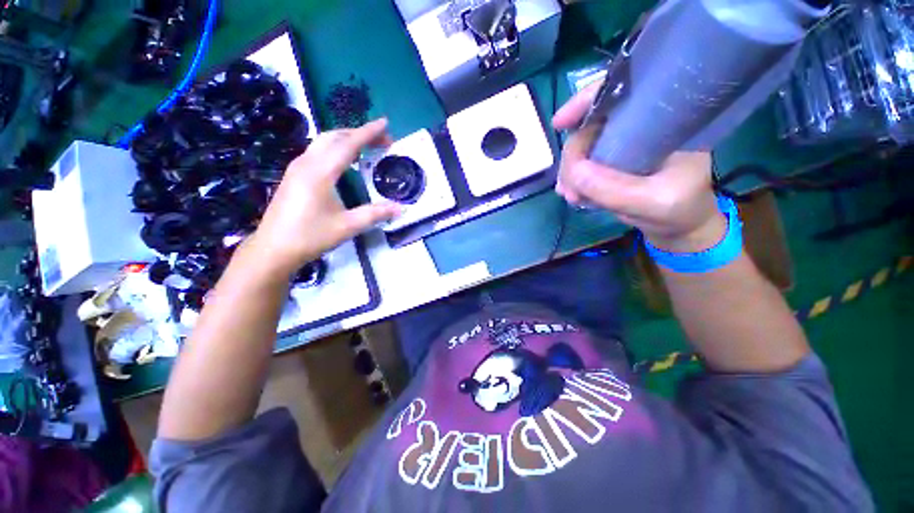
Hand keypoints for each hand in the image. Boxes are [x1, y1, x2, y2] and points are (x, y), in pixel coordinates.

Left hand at [248, 119, 400, 277]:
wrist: (274, 249)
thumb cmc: (311, 236)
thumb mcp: (348, 226)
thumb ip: (376, 214)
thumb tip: (401, 208)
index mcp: (321, 172)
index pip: (349, 144)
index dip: (369, 132)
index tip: (386, 123)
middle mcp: (307, 163)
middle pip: (335, 137)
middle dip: (360, 133)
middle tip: (383, 140)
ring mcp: (297, 168)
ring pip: (324, 142)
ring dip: (347, 139)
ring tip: (367, 147)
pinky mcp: (294, 175)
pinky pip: (318, 152)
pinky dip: (336, 148)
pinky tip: (345, 160)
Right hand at [552, 82, 725, 252]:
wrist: (680, 226)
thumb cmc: (681, 210)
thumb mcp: (654, 202)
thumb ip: (614, 189)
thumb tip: (572, 171)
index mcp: (663, 120)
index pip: (623, 92)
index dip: (587, 101)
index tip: (559, 123)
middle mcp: (640, 126)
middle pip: (592, 125)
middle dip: (573, 155)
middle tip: (568, 187)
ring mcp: (623, 146)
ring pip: (583, 147)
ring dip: (570, 172)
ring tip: (571, 196)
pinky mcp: (612, 163)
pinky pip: (583, 165)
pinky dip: (574, 180)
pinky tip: (573, 195)